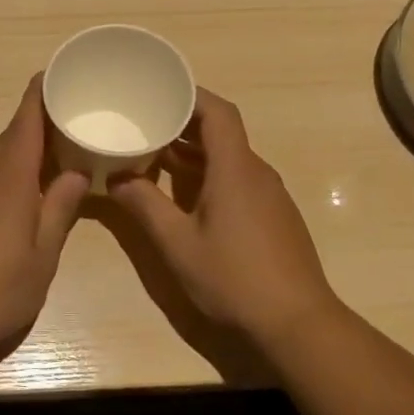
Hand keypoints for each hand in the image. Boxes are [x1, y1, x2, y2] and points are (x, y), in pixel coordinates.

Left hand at [0, 76, 89, 376]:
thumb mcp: (43, 257)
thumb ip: (58, 211)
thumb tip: (76, 174)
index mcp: (8, 185)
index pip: (23, 128)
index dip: (36, 98)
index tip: (48, 75)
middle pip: (7, 142)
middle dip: (32, 126)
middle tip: (61, 120)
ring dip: (18, 157)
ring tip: (46, 163)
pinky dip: (0, 183)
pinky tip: (13, 207)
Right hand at [110, 88, 343, 344]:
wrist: (298, 324)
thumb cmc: (234, 278)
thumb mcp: (177, 243)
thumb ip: (144, 205)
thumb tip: (115, 177)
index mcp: (235, 169)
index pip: (217, 112)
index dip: (190, 95)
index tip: (158, 90)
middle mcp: (256, 173)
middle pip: (221, 132)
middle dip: (182, 124)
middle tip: (144, 123)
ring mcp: (270, 196)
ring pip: (229, 159)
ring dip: (193, 153)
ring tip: (154, 157)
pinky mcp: (273, 217)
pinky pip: (238, 180)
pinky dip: (209, 176)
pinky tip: (184, 197)